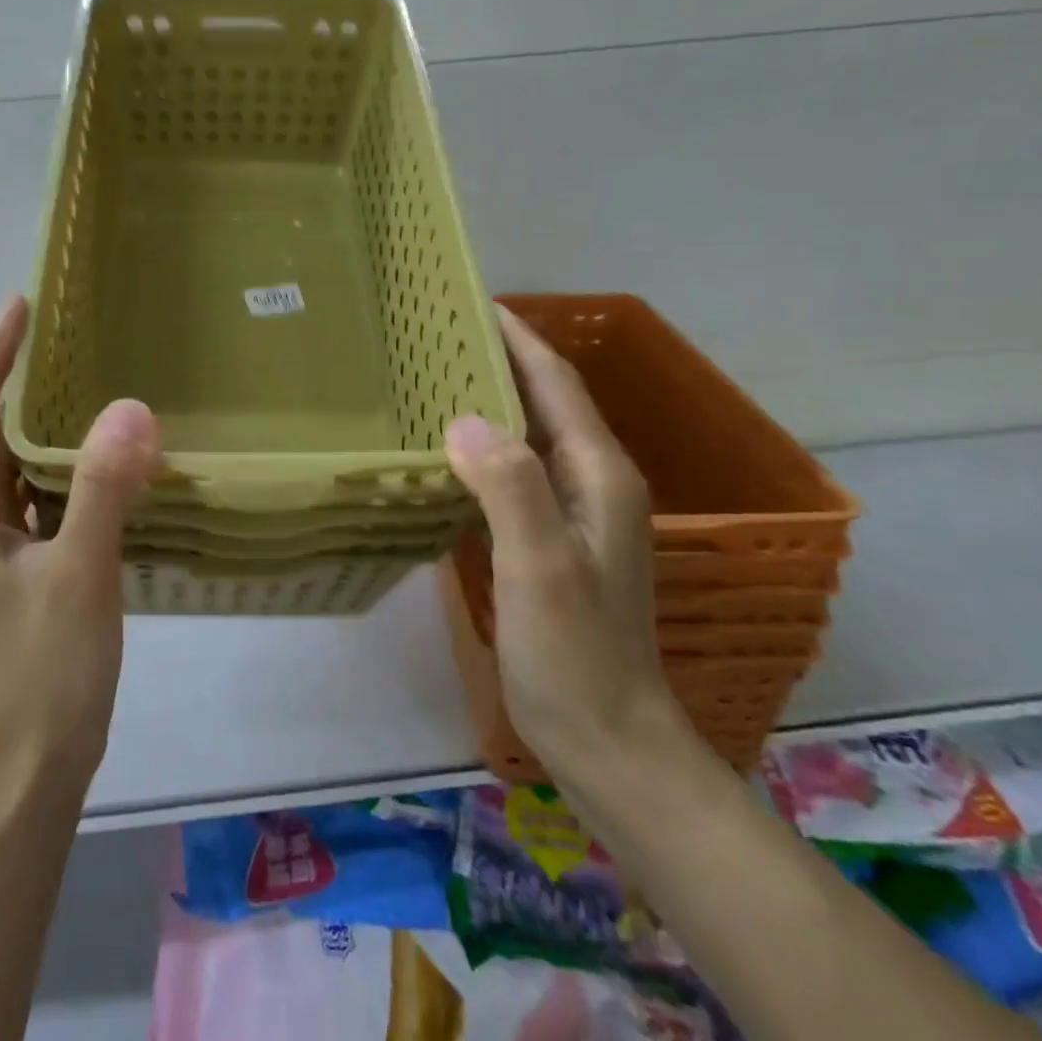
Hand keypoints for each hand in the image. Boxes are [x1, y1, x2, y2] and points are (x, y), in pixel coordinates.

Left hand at [0, 295, 160, 798]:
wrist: (24, 773)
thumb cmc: (42, 674)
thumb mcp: (79, 576)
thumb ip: (103, 491)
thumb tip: (131, 407)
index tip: (21, 303)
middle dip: (20, 376)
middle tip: (70, 334)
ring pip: (18, 464)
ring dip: (46, 422)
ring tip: (95, 383)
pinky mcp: (25, 570)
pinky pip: (44, 498)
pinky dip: (70, 468)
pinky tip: (111, 463)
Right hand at [444, 306, 678, 774]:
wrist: (608, 741)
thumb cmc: (576, 654)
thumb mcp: (542, 567)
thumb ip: (511, 487)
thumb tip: (462, 417)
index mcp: (598, 475)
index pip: (555, 383)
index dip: (518, 338)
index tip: (472, 300)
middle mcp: (591, 482)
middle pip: (544, 400)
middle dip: (499, 358)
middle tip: (436, 332)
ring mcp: (572, 513)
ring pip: (527, 434)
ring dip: (489, 398)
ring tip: (433, 374)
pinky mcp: (549, 539)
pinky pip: (513, 470)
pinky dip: (481, 445)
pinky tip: (444, 447)